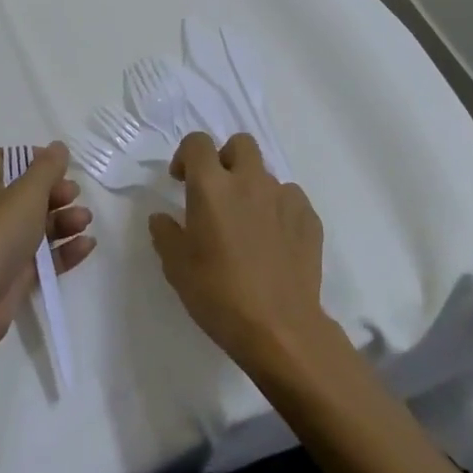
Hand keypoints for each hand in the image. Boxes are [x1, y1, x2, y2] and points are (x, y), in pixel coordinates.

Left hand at [0, 142, 95, 354]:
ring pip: (36, 225)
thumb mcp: (26, 193)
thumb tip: (58, 147)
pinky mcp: (12, 274)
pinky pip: (42, 257)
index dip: (32, 158)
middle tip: (74, 194)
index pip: (4, 159)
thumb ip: (46, 168)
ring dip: (63, 220)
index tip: (59, 164)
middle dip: (54, 192)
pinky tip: (87, 246)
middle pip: (25, 193)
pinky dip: (63, 250)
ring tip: (85, 220)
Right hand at [149, 133, 333, 373]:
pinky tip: (274, 240)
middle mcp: (249, 181)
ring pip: (266, 174)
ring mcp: (284, 197)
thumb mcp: (176, 267)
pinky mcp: (309, 219)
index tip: (181, 180)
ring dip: (253, 188)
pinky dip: (278, 210)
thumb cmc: (219, 294)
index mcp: (211, 186)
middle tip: (218, 191)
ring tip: (247, 224)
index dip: (186, 155)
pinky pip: (290, 199)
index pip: (197, 142)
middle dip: (226, 158)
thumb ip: (165, 233)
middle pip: (240, 144)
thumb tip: (163, 217)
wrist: (280, 330)